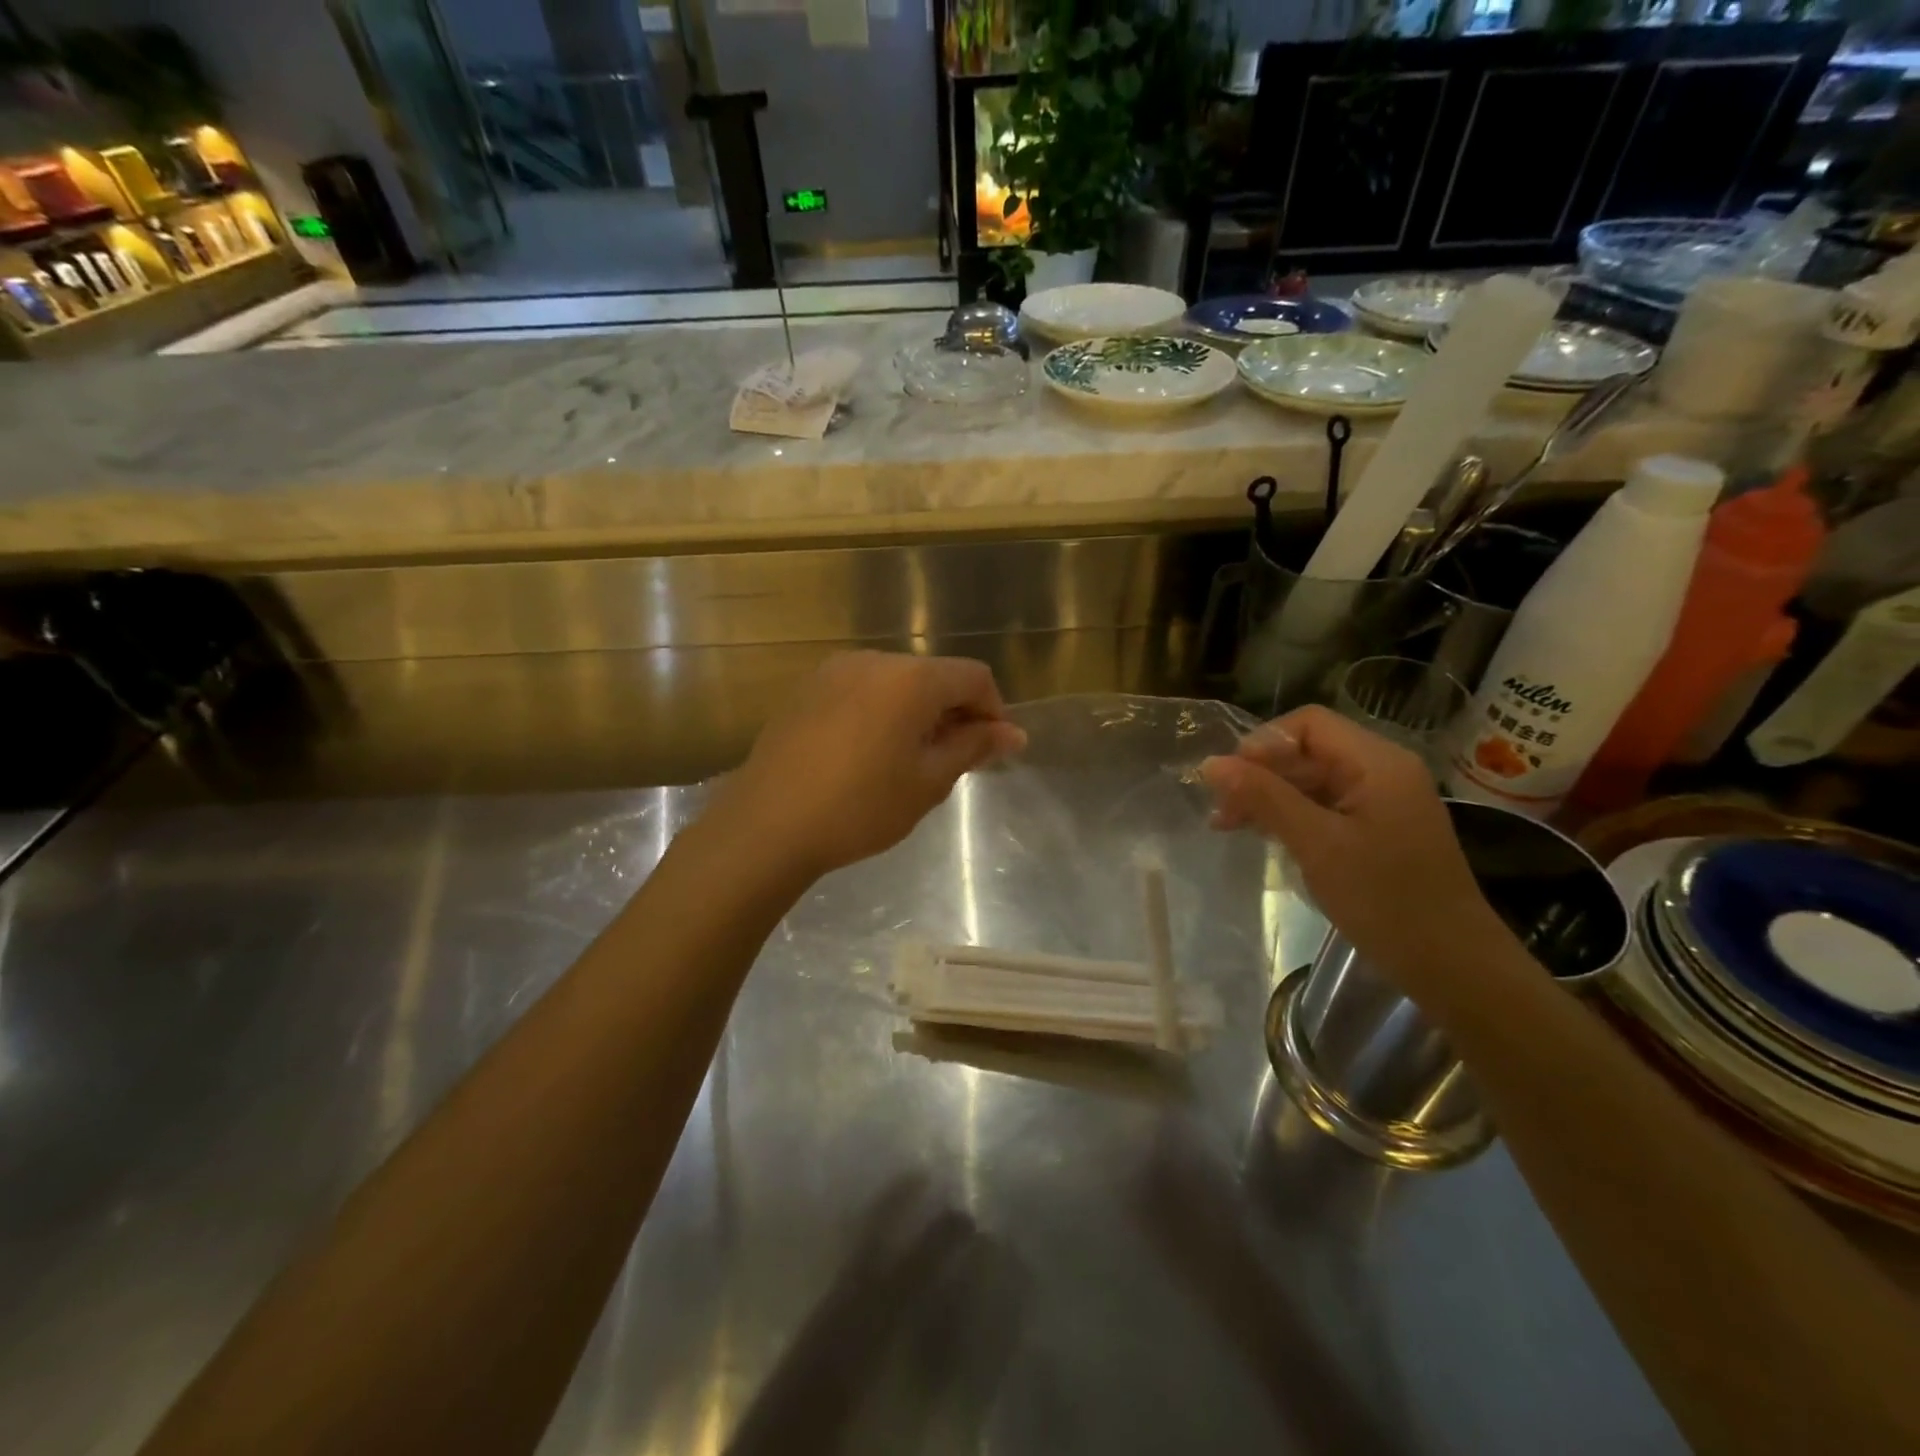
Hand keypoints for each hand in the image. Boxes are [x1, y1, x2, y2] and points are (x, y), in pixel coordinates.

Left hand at [715, 651, 1026, 880]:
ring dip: (917, 712)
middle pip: (934, 675)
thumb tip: (1014, 733)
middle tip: (954, 760)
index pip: (973, 677)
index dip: (993, 711)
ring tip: (911, 759)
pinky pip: (862, 690)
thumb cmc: (860, 807)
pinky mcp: (807, 689)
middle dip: (954, 712)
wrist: (767, 824)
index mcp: (911, 678)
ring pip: (896, 682)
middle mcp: (874, 660)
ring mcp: (834, 671)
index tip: (991, 750)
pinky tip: (870, 753)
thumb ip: (973, 747)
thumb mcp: (928, 782)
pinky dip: (882, 711)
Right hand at [1199, 706, 1504, 984]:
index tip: (1230, 781)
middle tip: (1221, 810)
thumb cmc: (1386, 901)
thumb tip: (1210, 763)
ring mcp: (1381, 801)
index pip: (1308, 723)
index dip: (1262, 743)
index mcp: (1377, 762)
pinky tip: (1262, 835)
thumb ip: (1264, 798)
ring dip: (1268, 796)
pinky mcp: (1376, 829)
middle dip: (1260, 773)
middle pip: (1307, 750)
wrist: (1453, 967)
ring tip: (1228, 825)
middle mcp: (1382, 771)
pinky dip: (1289, 815)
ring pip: (1311, 779)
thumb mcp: (1317, 845)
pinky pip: (1323, 806)